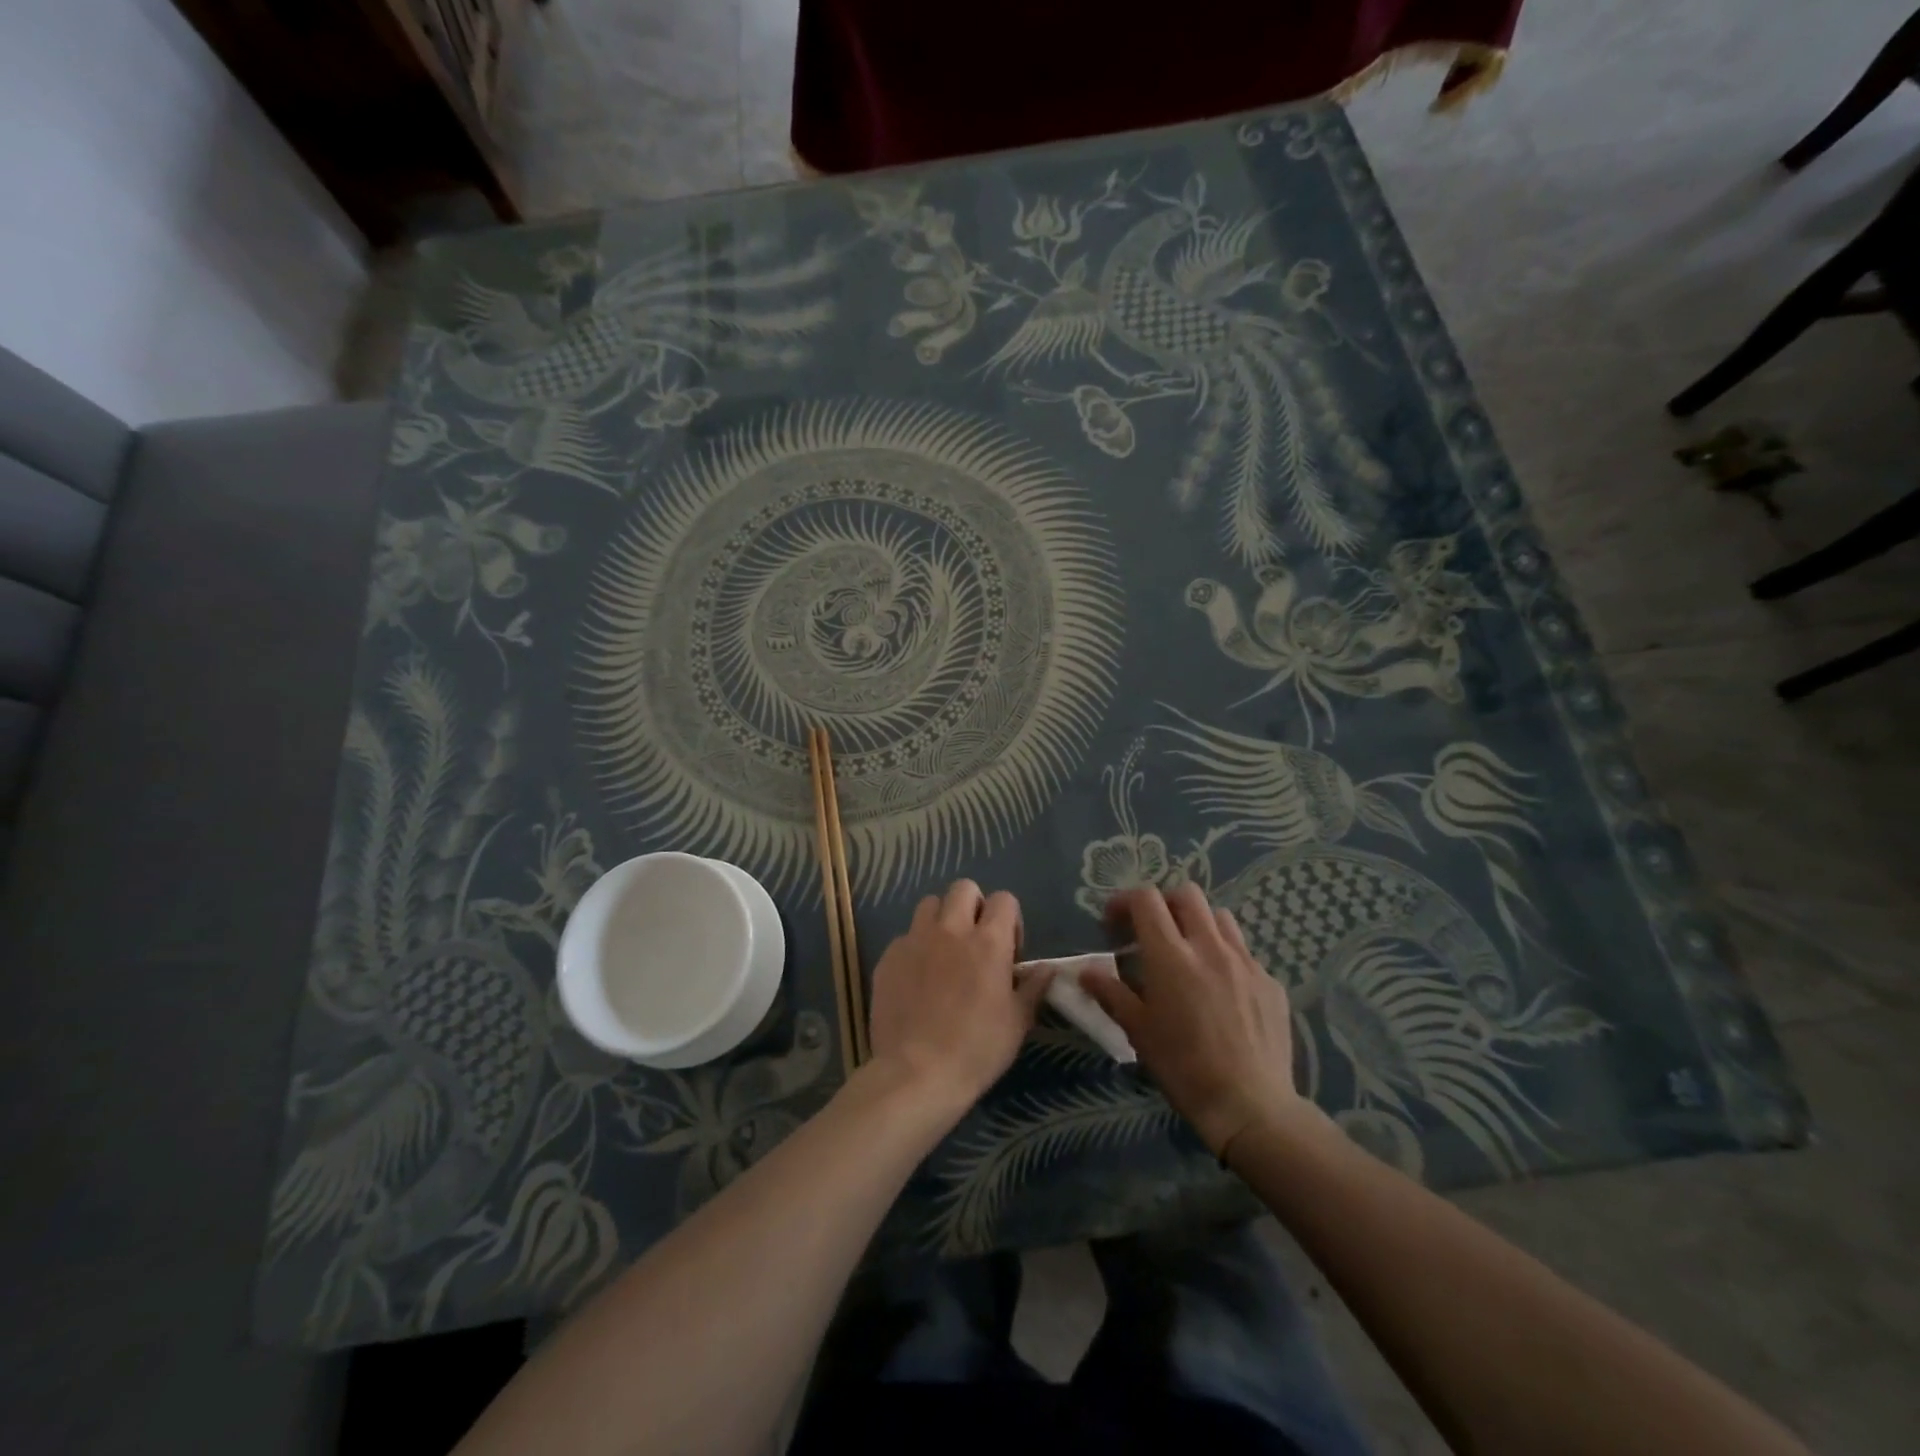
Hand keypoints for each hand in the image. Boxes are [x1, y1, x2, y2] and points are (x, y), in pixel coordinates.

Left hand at [865, 880, 1049, 1108]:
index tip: (1009, 950)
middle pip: (963, 888)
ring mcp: (915, 940)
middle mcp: (951, 930)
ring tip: (943, 952)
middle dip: (973, 906)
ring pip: (929, 904)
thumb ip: (1032, 988)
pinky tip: (916, 979)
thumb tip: (1048, 968)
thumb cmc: (976, 1050)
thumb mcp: (1016, 1023)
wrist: (915, 1073)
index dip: (1010, 919)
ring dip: (940, 919)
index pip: (1004, 899)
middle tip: (975, 941)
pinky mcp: (888, 957)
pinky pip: (905, 936)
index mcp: (988, 942)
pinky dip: (915, 948)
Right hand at [1083, 884, 1305, 1156]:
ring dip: (1198, 924)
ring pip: (1220, 917)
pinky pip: (1244, 952)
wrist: (1250, 1105)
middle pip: (1187, 895)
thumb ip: (1110, 993)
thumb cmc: (1183, 1067)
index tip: (1114, 922)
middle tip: (1152, 930)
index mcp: (1171, 956)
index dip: (1125, 901)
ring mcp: (1246, 962)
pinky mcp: (1270, 982)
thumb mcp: (1138, 1031)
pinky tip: (1221, 989)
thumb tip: (1085, 972)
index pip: (1146, 899)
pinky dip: (1226, 956)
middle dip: (1164, 903)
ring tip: (1189, 953)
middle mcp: (1209, 947)